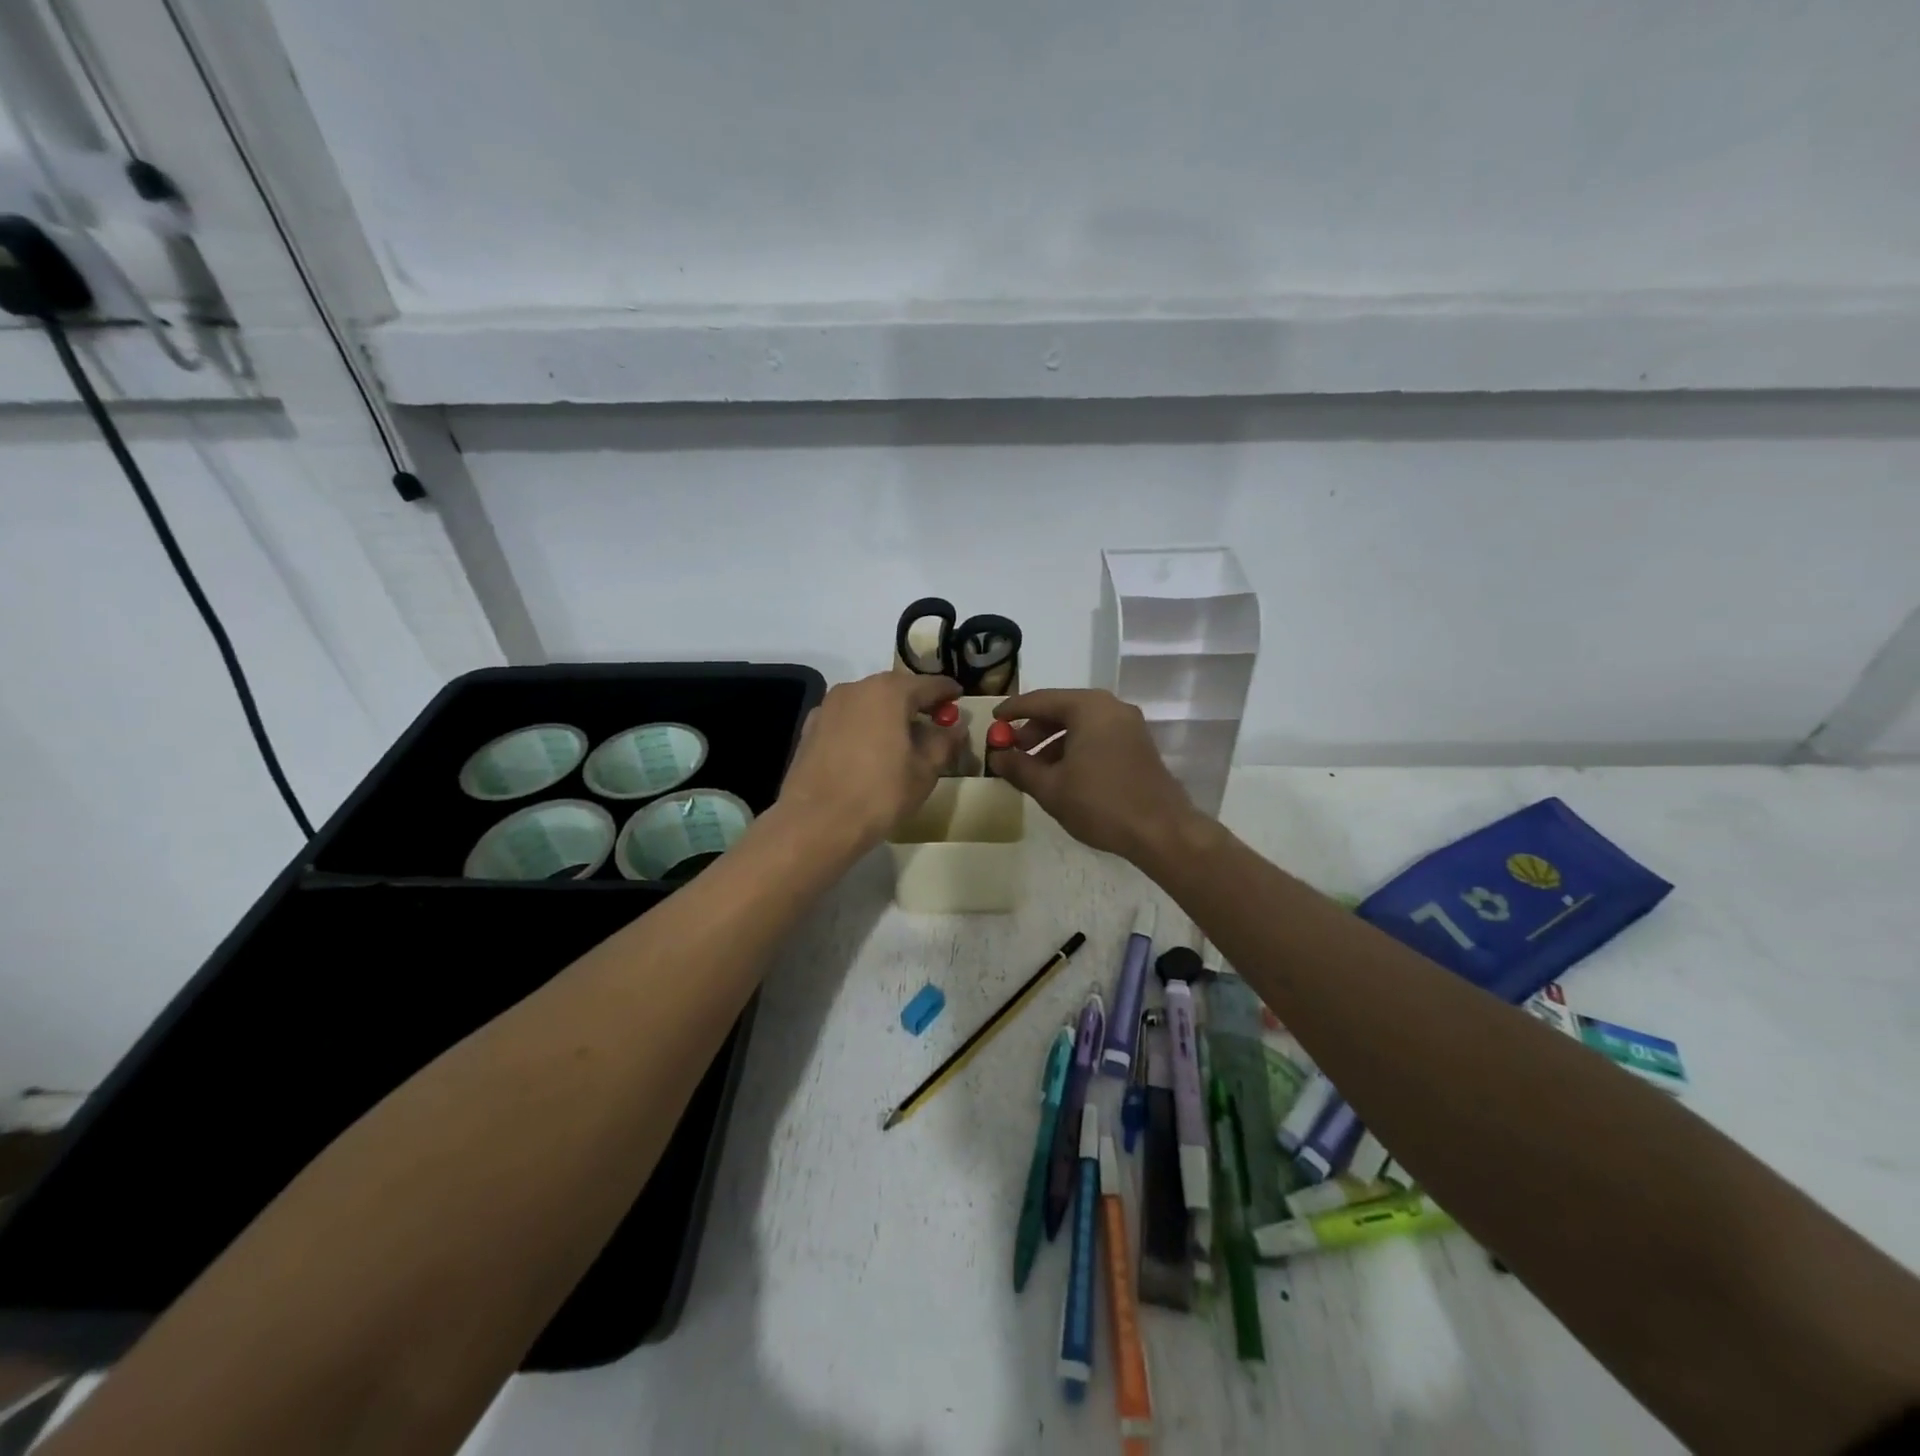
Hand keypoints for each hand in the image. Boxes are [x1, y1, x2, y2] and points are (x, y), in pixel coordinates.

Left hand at [777, 671, 964, 851]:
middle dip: (916, 703)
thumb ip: (944, 742)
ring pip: (868, 703)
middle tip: (934, 722)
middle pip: (896, 689)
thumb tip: (955, 728)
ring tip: (902, 740)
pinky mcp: (810, 727)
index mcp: (889, 692)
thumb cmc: (879, 794)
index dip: (948, 692)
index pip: (929, 684)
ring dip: (888, 714)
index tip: (959, 699)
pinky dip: (863, 727)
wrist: (816, 823)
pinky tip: (868, 751)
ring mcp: (828, 706)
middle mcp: (856, 688)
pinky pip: (847, 719)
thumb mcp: (925, 771)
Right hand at [986, 689, 1200, 863]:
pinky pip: (1097, 736)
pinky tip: (1061, 774)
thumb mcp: (1050, 788)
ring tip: (1033, 767)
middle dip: (1033, 729)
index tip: (993, 721)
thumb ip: (1019, 767)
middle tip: (1011, 749)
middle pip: (1061, 709)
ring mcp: (1128, 725)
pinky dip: (1074, 747)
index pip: (1040, 700)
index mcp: (1088, 708)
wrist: (1161, 831)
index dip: (1012, 711)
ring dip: (1052, 742)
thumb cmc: (1100, 803)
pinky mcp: (1137, 744)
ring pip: (1080, 724)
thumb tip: (997, 757)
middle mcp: (1111, 707)